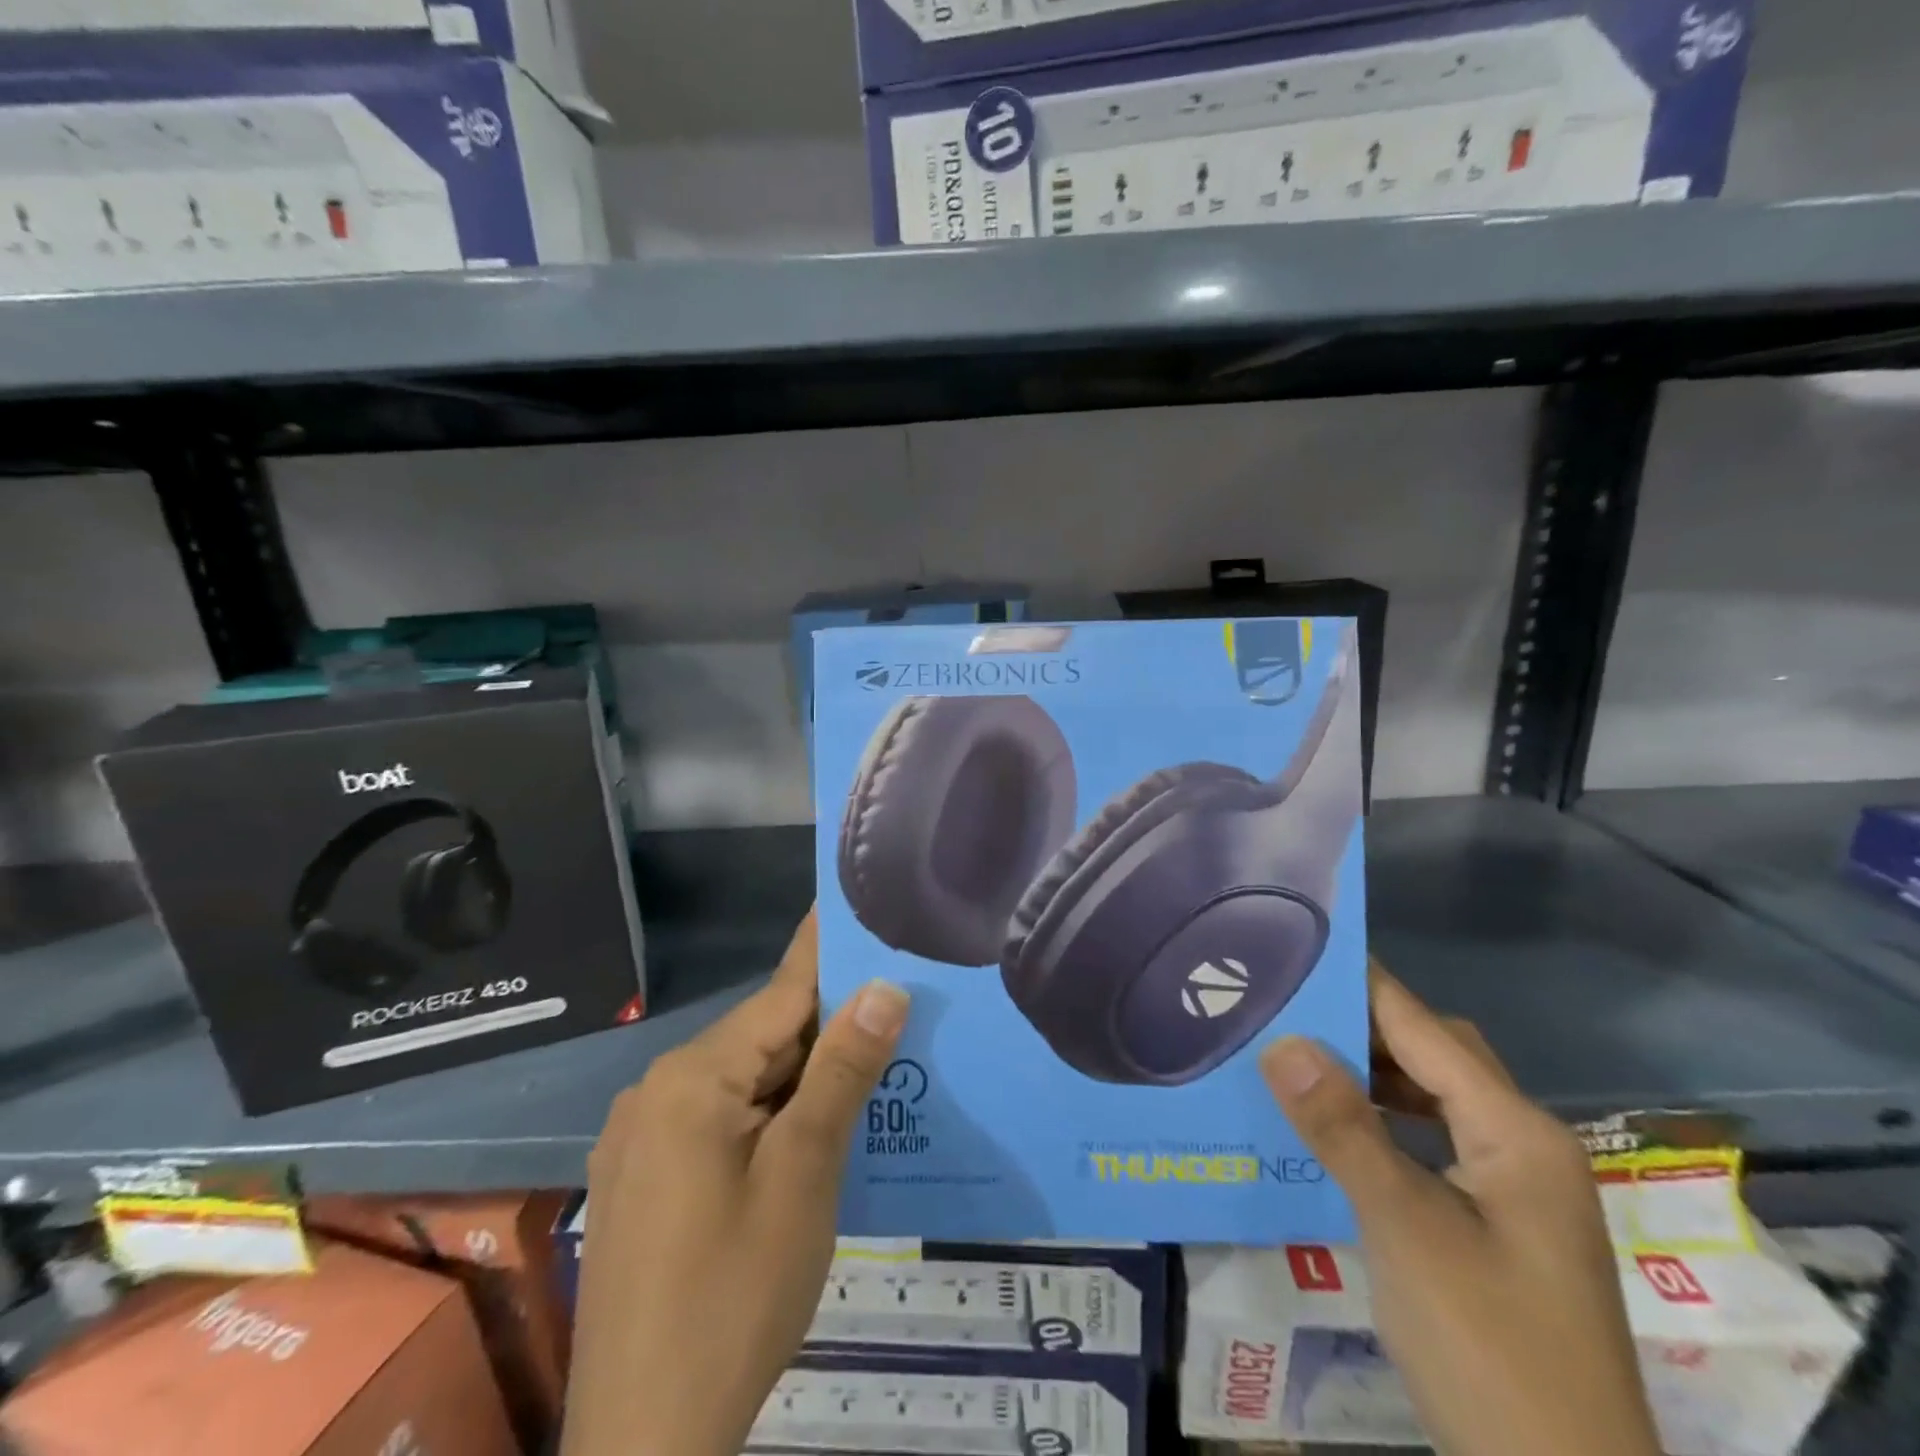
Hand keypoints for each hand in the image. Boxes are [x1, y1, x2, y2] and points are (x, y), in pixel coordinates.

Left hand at [561, 911, 909, 1455]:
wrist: (643, 1445)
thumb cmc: (734, 1295)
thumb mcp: (804, 1175)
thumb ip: (842, 1072)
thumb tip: (885, 987)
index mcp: (692, 1078)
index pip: (781, 993)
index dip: (829, 951)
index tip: (860, 906)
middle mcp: (658, 1091)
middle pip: (762, 1037)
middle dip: (829, 1025)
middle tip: (898, 1004)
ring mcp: (644, 1137)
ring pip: (745, 1080)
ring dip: (804, 1074)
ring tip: (871, 1062)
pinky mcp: (645, 1178)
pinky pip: (721, 1118)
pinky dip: (771, 1112)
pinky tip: (813, 1128)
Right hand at [1260, 967, 1660, 1455]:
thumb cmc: (1491, 1350)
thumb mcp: (1405, 1230)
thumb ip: (1343, 1129)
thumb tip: (1282, 1039)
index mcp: (1515, 1131)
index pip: (1423, 1027)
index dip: (1359, 983)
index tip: (1293, 947)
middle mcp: (1522, 1144)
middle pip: (1434, 1053)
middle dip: (1360, 1023)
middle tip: (1282, 1006)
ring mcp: (1513, 1186)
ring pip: (1432, 1096)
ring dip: (1369, 1072)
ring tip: (1294, 1056)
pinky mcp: (1496, 1222)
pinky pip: (1430, 1138)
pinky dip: (1381, 1118)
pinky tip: (1335, 1129)